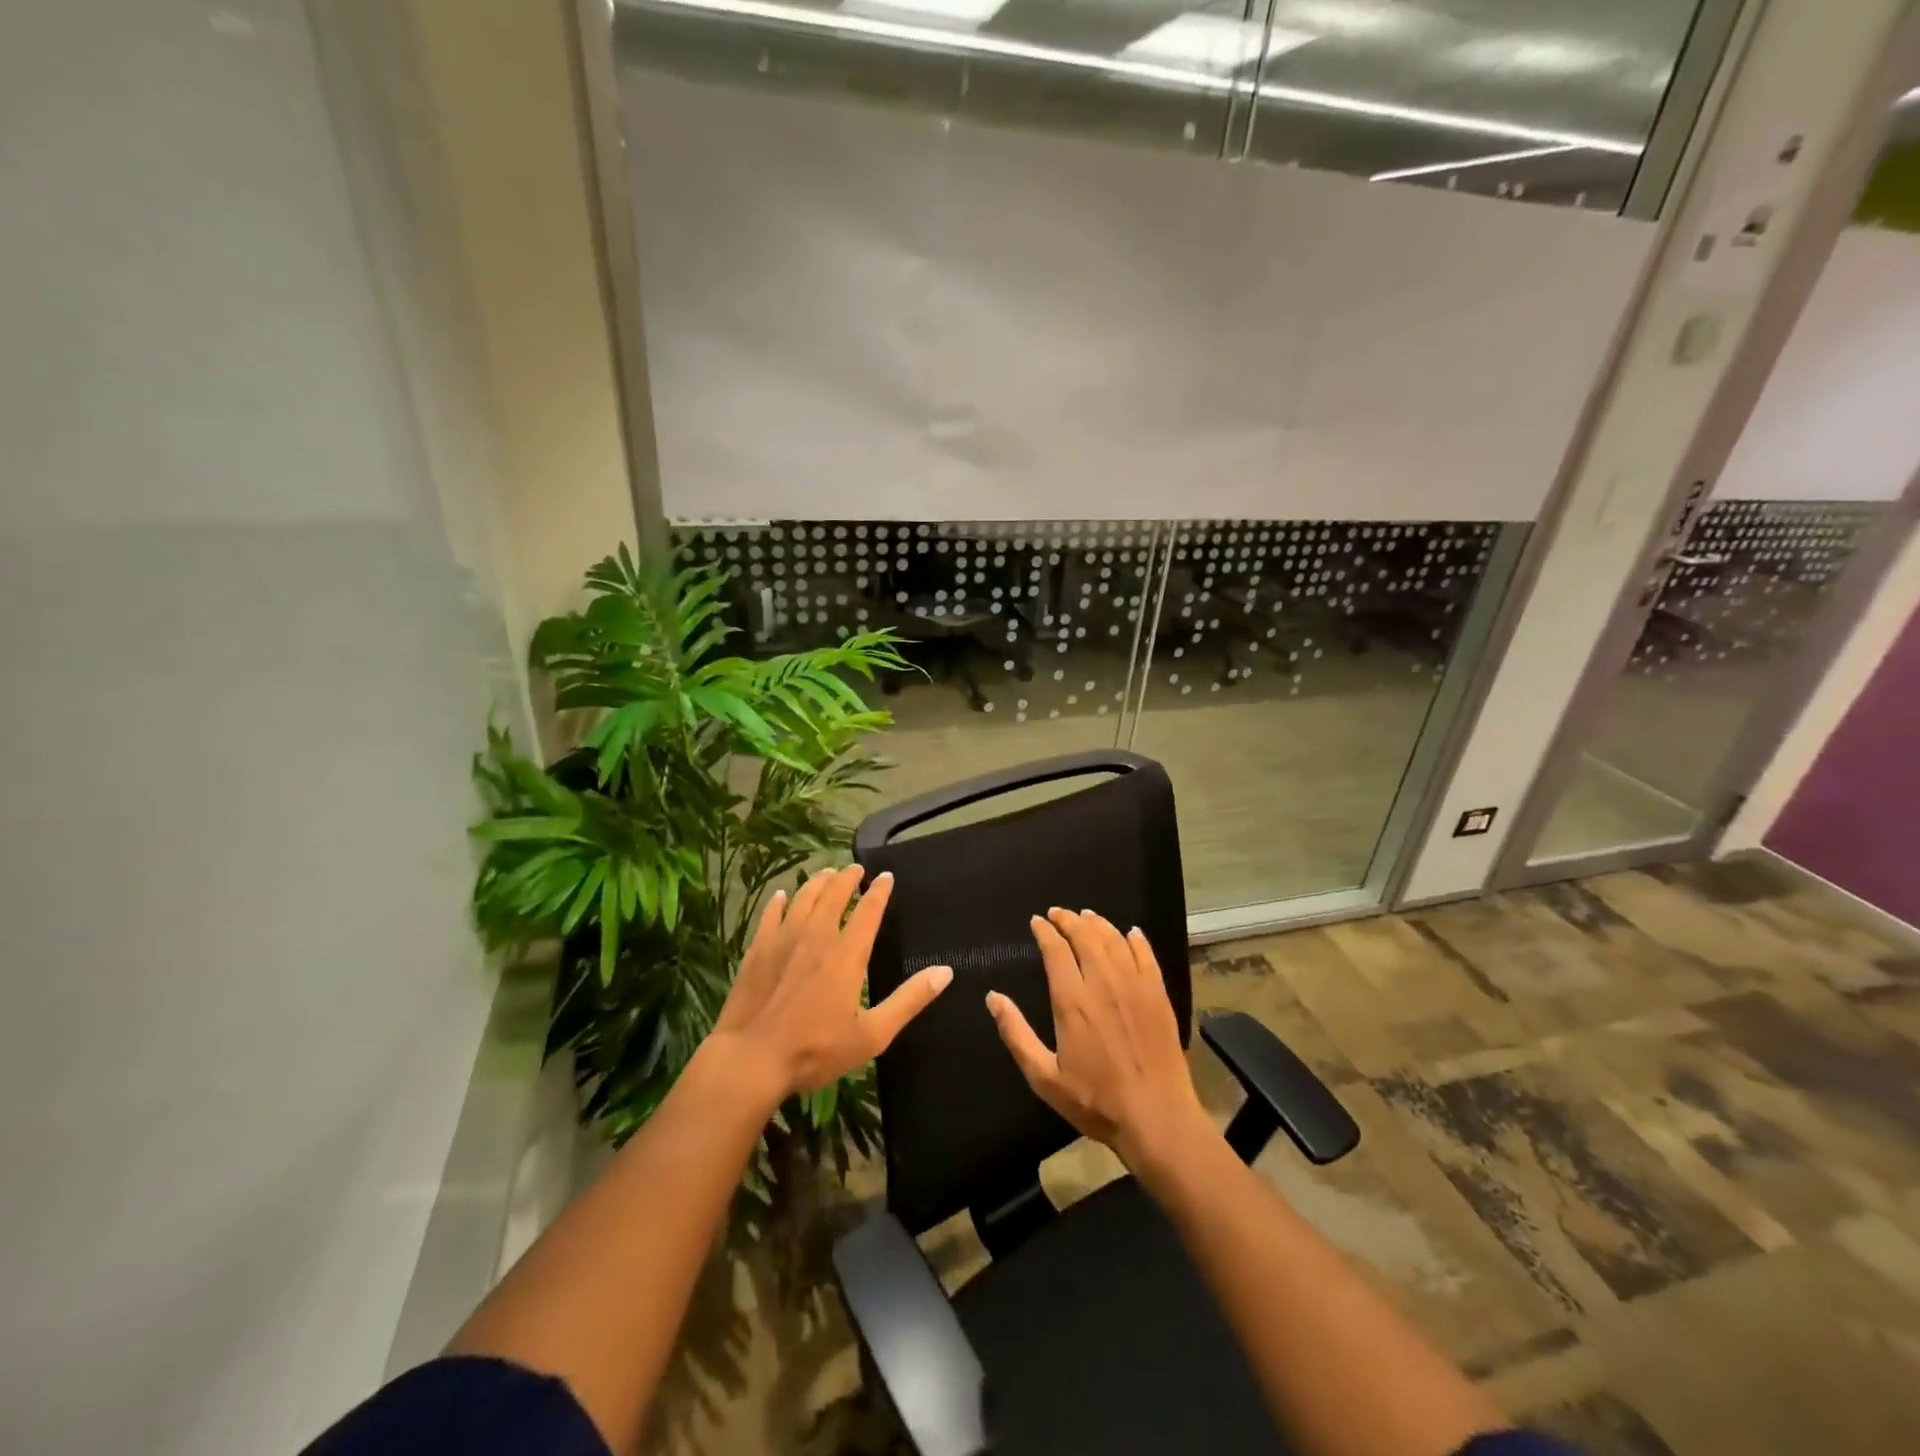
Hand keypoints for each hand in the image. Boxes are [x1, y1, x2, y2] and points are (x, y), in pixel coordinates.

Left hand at [712, 865, 951, 1101]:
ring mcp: (783, 940)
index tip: (886, 876)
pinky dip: (780, 902)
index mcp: (847, 955)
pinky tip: (782, 896)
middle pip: (834, 895)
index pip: (868, 911)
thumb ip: (909, 1001)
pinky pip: (771, 915)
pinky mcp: (758, 950)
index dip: (879, 891)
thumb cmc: (816, 1050)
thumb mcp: (872, 1035)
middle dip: (847, 878)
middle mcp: (817, 937)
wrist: (752, 1059)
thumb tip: (945, 972)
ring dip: (817, 883)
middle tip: (855, 869)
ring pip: (803, 898)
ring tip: (826, 874)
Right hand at [986, 908, 1210, 1174]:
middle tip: (1058, 913)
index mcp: (1072, 1001)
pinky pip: (1146, 954)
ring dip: (1097, 923)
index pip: (1056, 950)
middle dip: (1068, 920)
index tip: (1037, 921)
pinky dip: (1135, 939)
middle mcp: (1103, 983)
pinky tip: (1130, 933)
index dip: (1045, 931)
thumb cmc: (1096, 1100)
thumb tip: (993, 998)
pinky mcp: (1158, 994)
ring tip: (1086, 916)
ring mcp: (1134, 985)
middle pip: (1085, 936)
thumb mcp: (1045, 1077)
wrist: (1156, 1117)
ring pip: (1114, 939)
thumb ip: (1016, 1034)